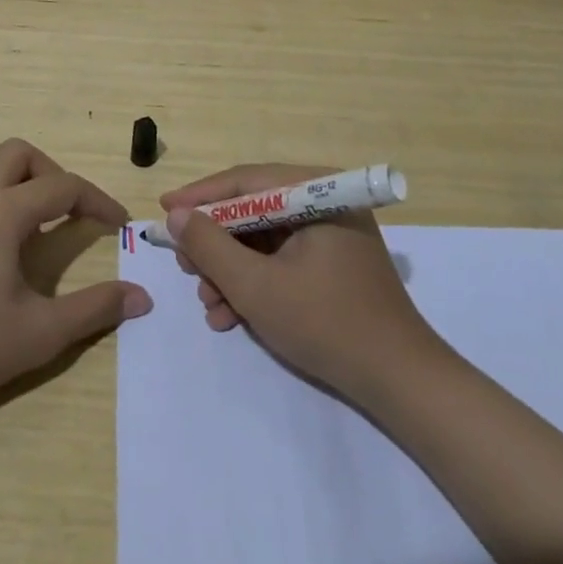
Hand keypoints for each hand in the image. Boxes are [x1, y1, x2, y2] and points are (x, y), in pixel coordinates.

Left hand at [0, 138, 151, 418]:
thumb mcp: (43, 333)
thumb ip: (96, 308)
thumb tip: (143, 297)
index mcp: (2, 213)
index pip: (63, 187)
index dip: (97, 200)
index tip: (118, 224)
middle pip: (16, 153)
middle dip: (49, 173)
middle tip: (65, 213)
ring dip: (2, 176)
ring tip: (19, 214)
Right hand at [162, 164, 438, 401]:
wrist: (399, 382)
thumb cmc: (326, 323)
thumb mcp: (255, 286)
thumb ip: (210, 246)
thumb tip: (177, 215)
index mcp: (317, 192)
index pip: (245, 181)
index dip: (199, 197)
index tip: (163, 211)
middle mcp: (326, 203)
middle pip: (253, 211)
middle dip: (215, 244)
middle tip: (185, 268)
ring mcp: (332, 234)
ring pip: (263, 240)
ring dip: (231, 271)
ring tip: (208, 305)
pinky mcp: (333, 264)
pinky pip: (281, 261)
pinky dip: (255, 283)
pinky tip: (231, 316)